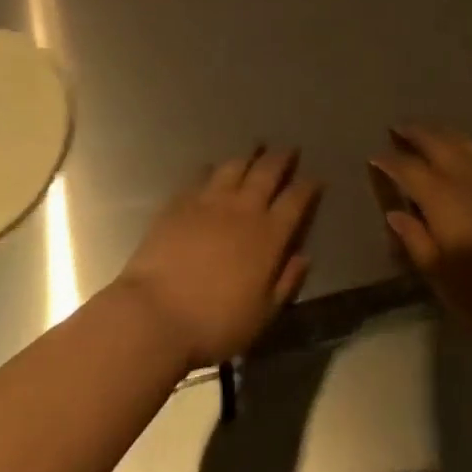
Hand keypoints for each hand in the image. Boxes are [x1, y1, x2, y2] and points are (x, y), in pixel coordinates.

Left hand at [114, 146, 320, 370]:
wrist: (156, 313)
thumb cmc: (215, 323)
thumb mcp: (262, 315)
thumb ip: (286, 282)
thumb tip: (303, 256)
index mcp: (268, 236)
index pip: (295, 201)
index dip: (307, 187)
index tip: (315, 178)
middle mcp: (243, 209)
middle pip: (267, 173)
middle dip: (281, 159)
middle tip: (289, 149)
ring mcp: (210, 201)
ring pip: (235, 167)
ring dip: (249, 156)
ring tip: (256, 148)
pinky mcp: (180, 201)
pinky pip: (201, 176)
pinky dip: (212, 169)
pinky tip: (212, 168)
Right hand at [371, 125, 471, 355]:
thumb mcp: (443, 278)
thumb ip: (417, 241)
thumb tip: (395, 212)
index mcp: (442, 199)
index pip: (409, 170)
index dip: (390, 161)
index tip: (374, 156)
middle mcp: (465, 180)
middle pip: (436, 144)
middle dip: (415, 134)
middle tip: (397, 128)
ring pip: (461, 143)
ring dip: (440, 133)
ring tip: (426, 131)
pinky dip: (464, 143)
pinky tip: (463, 150)